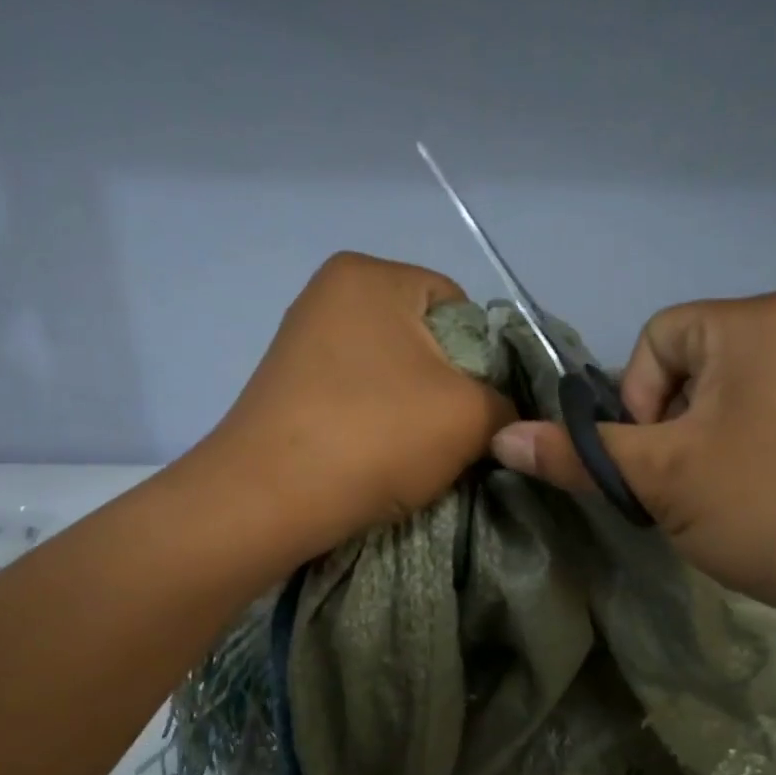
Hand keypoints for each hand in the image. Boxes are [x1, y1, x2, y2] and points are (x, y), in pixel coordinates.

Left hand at [200, 252, 514, 560]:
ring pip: (391, 374)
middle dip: (447, 388)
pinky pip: (356, 396)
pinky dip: (374, 424)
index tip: (476, 411)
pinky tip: (375, 458)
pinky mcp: (286, 385)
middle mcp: (330, 293)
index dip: (483, 362)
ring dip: (412, 412)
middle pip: (424, 340)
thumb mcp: (470, 416)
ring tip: (411, 455)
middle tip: (449, 438)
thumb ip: (507, 405)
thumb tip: (503, 416)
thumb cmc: (375, 437)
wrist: (268, 500)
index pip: (460, 308)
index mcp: (371, 274)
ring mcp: (301, 339)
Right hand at [490, 292, 775, 655]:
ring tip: (720, 496)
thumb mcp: (660, 479)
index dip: (636, 400)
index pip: (656, 338)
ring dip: (704, 441)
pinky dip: (747, 447)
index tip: (656, 461)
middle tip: (683, 486)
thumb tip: (503, 438)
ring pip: (732, 393)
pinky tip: (759, 496)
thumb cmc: (768, 507)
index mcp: (756, 320)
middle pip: (693, 364)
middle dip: (670, 425)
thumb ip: (578, 454)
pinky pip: (774, 411)